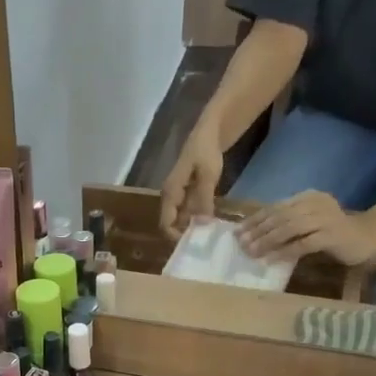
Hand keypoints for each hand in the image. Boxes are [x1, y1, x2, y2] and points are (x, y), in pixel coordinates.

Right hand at [159, 123, 223, 237]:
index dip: (175, 237)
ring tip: (209, 237)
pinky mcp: (186, 193)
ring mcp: (178, 195)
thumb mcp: (207, 175)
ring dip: (192, 228)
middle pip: (171, 224)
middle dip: (184, 235)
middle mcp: (170, 197)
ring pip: (181, 219)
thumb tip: (201, 225)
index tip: (193, 244)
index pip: (165, 223)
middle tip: (203, 244)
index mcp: (170, 193)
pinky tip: (210, 223)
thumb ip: (203, 200)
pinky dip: (197, 219)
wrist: (209, 131)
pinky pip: (188, 212)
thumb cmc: (206, 150)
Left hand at [236, 190, 373, 265]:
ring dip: (268, 241)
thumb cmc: (333, 232)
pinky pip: (303, 244)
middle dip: (258, 231)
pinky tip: (271, 260)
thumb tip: (255, 234)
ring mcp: (325, 218)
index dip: (255, 219)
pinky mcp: (332, 235)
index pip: (276, 206)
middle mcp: (316, 204)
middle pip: (280, 216)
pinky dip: (285, 252)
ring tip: (252, 253)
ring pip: (290, 228)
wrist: (367, 237)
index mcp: (308, 197)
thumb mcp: (308, 222)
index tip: (238, 232)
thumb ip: (288, 223)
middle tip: (241, 244)